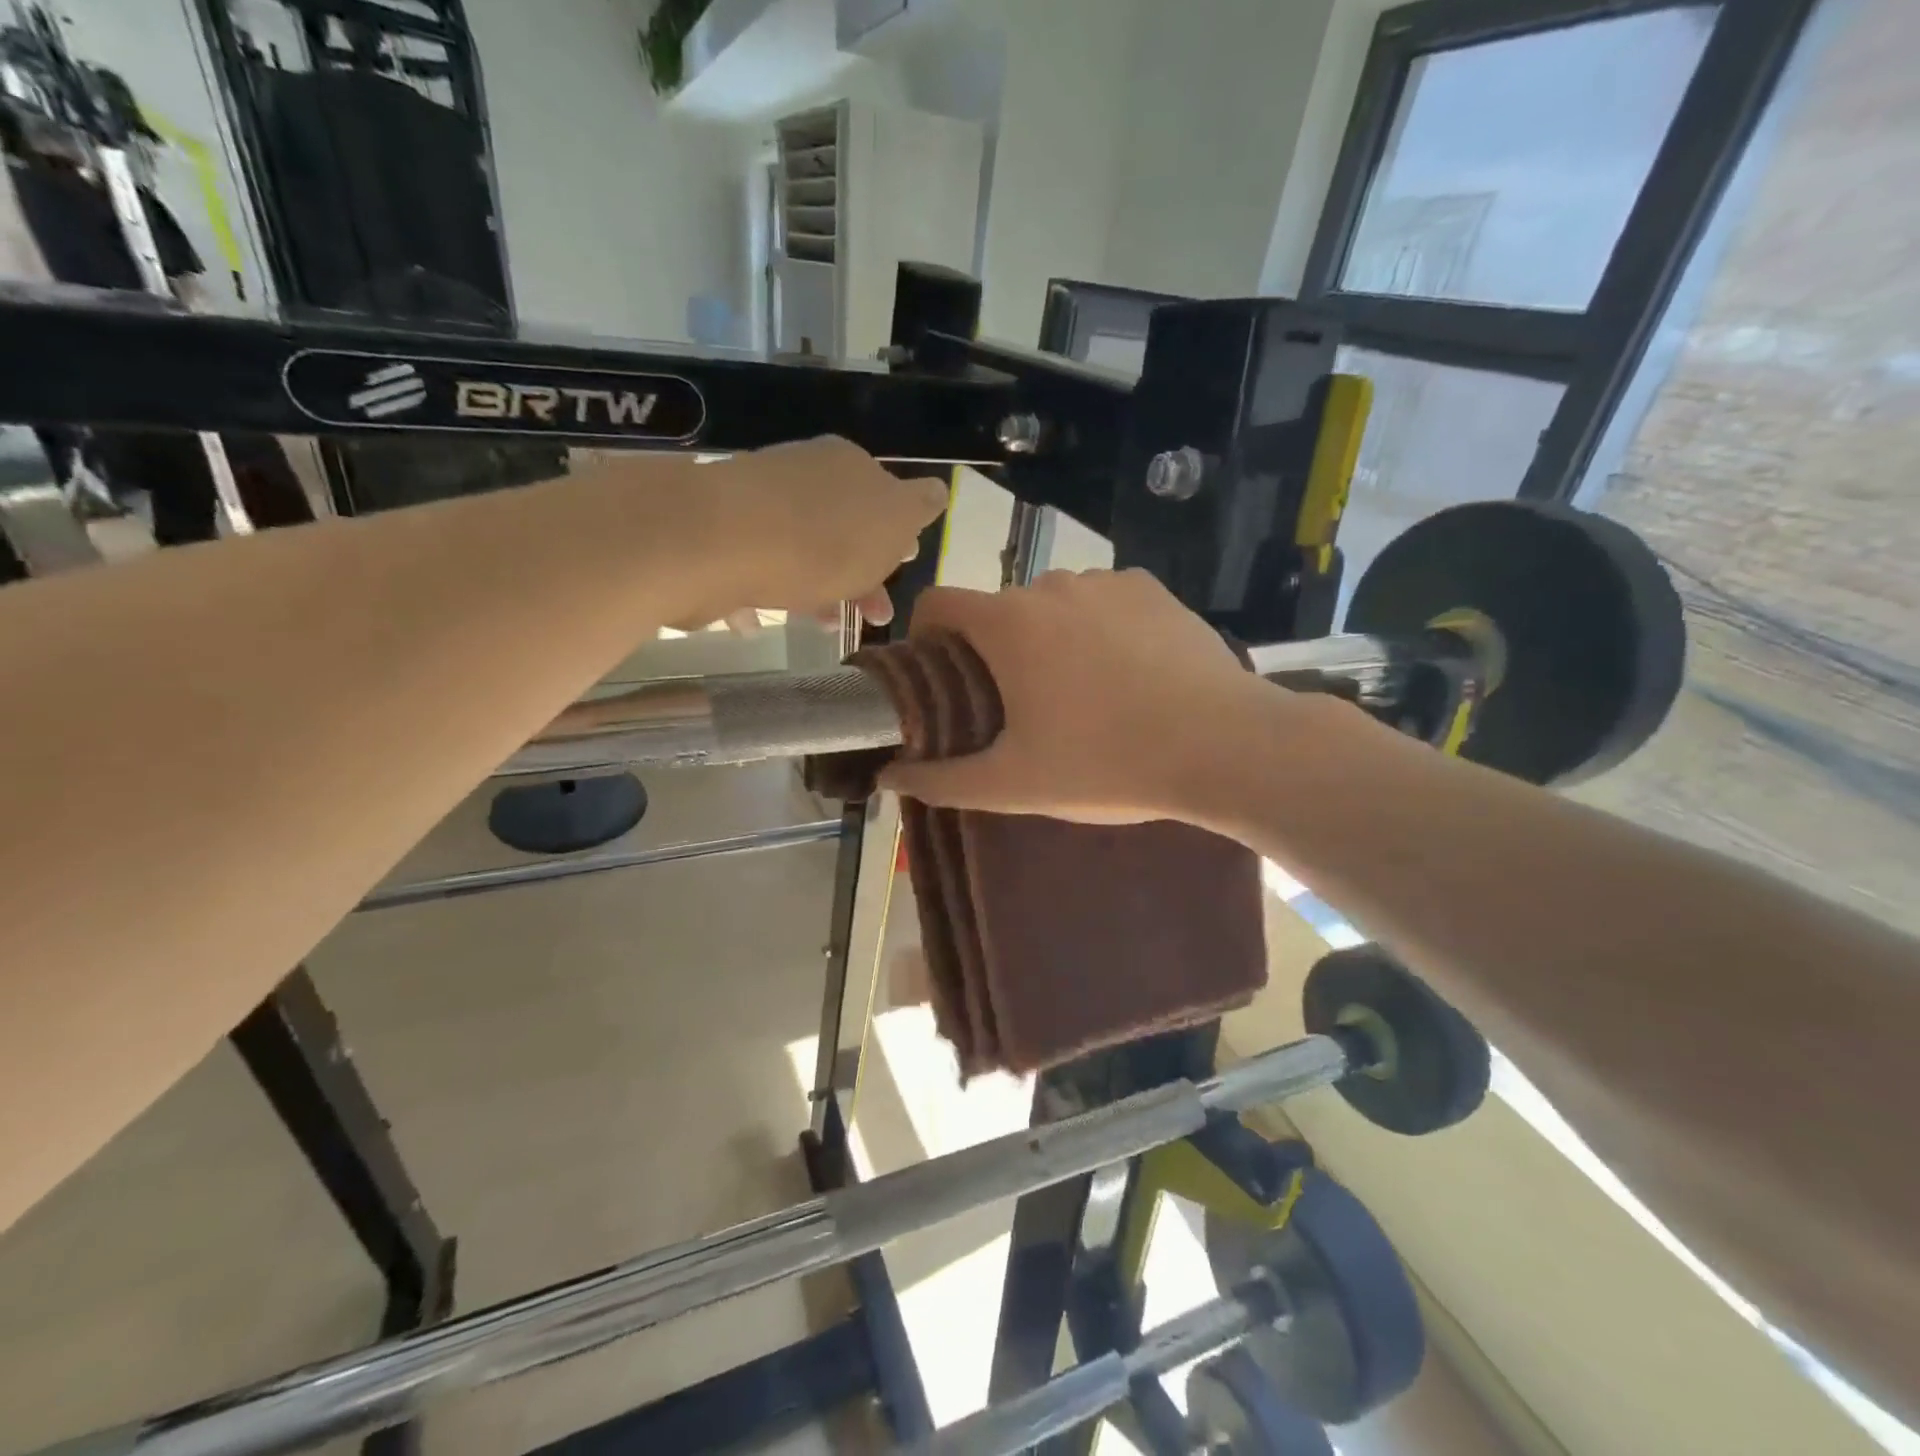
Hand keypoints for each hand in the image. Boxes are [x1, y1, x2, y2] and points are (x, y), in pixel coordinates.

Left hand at [699, 437, 947, 626]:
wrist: (721, 540)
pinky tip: (763, 622)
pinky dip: (768, 594)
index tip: (905, 568)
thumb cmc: (824, 537)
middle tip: (873, 614)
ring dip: (820, 590)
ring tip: (826, 625)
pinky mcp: (721, 537)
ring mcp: (759, 505)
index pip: (885, 497)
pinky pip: (757, 568)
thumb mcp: (893, 519)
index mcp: (849, 466)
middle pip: (844, 529)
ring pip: (803, 552)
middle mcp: (804, 476)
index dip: (897, 537)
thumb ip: (918, 506)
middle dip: (862, 574)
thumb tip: (937, 491)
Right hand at [879, 569, 1278, 822]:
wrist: (1224, 745)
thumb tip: (888, 777)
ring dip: (1049, 638)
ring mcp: (1108, 582)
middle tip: (1015, 706)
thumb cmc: (1107, 763)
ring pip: (1053, 605)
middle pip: (998, 610)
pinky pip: (1104, 603)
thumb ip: (941, 780)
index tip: (940, 675)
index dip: (926, 636)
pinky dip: (1098, 629)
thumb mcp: (1014, 784)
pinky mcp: (1154, 590)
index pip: (938, 602)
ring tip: (1078, 693)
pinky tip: (1127, 674)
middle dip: (994, 650)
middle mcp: (1051, 586)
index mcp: (1008, 624)